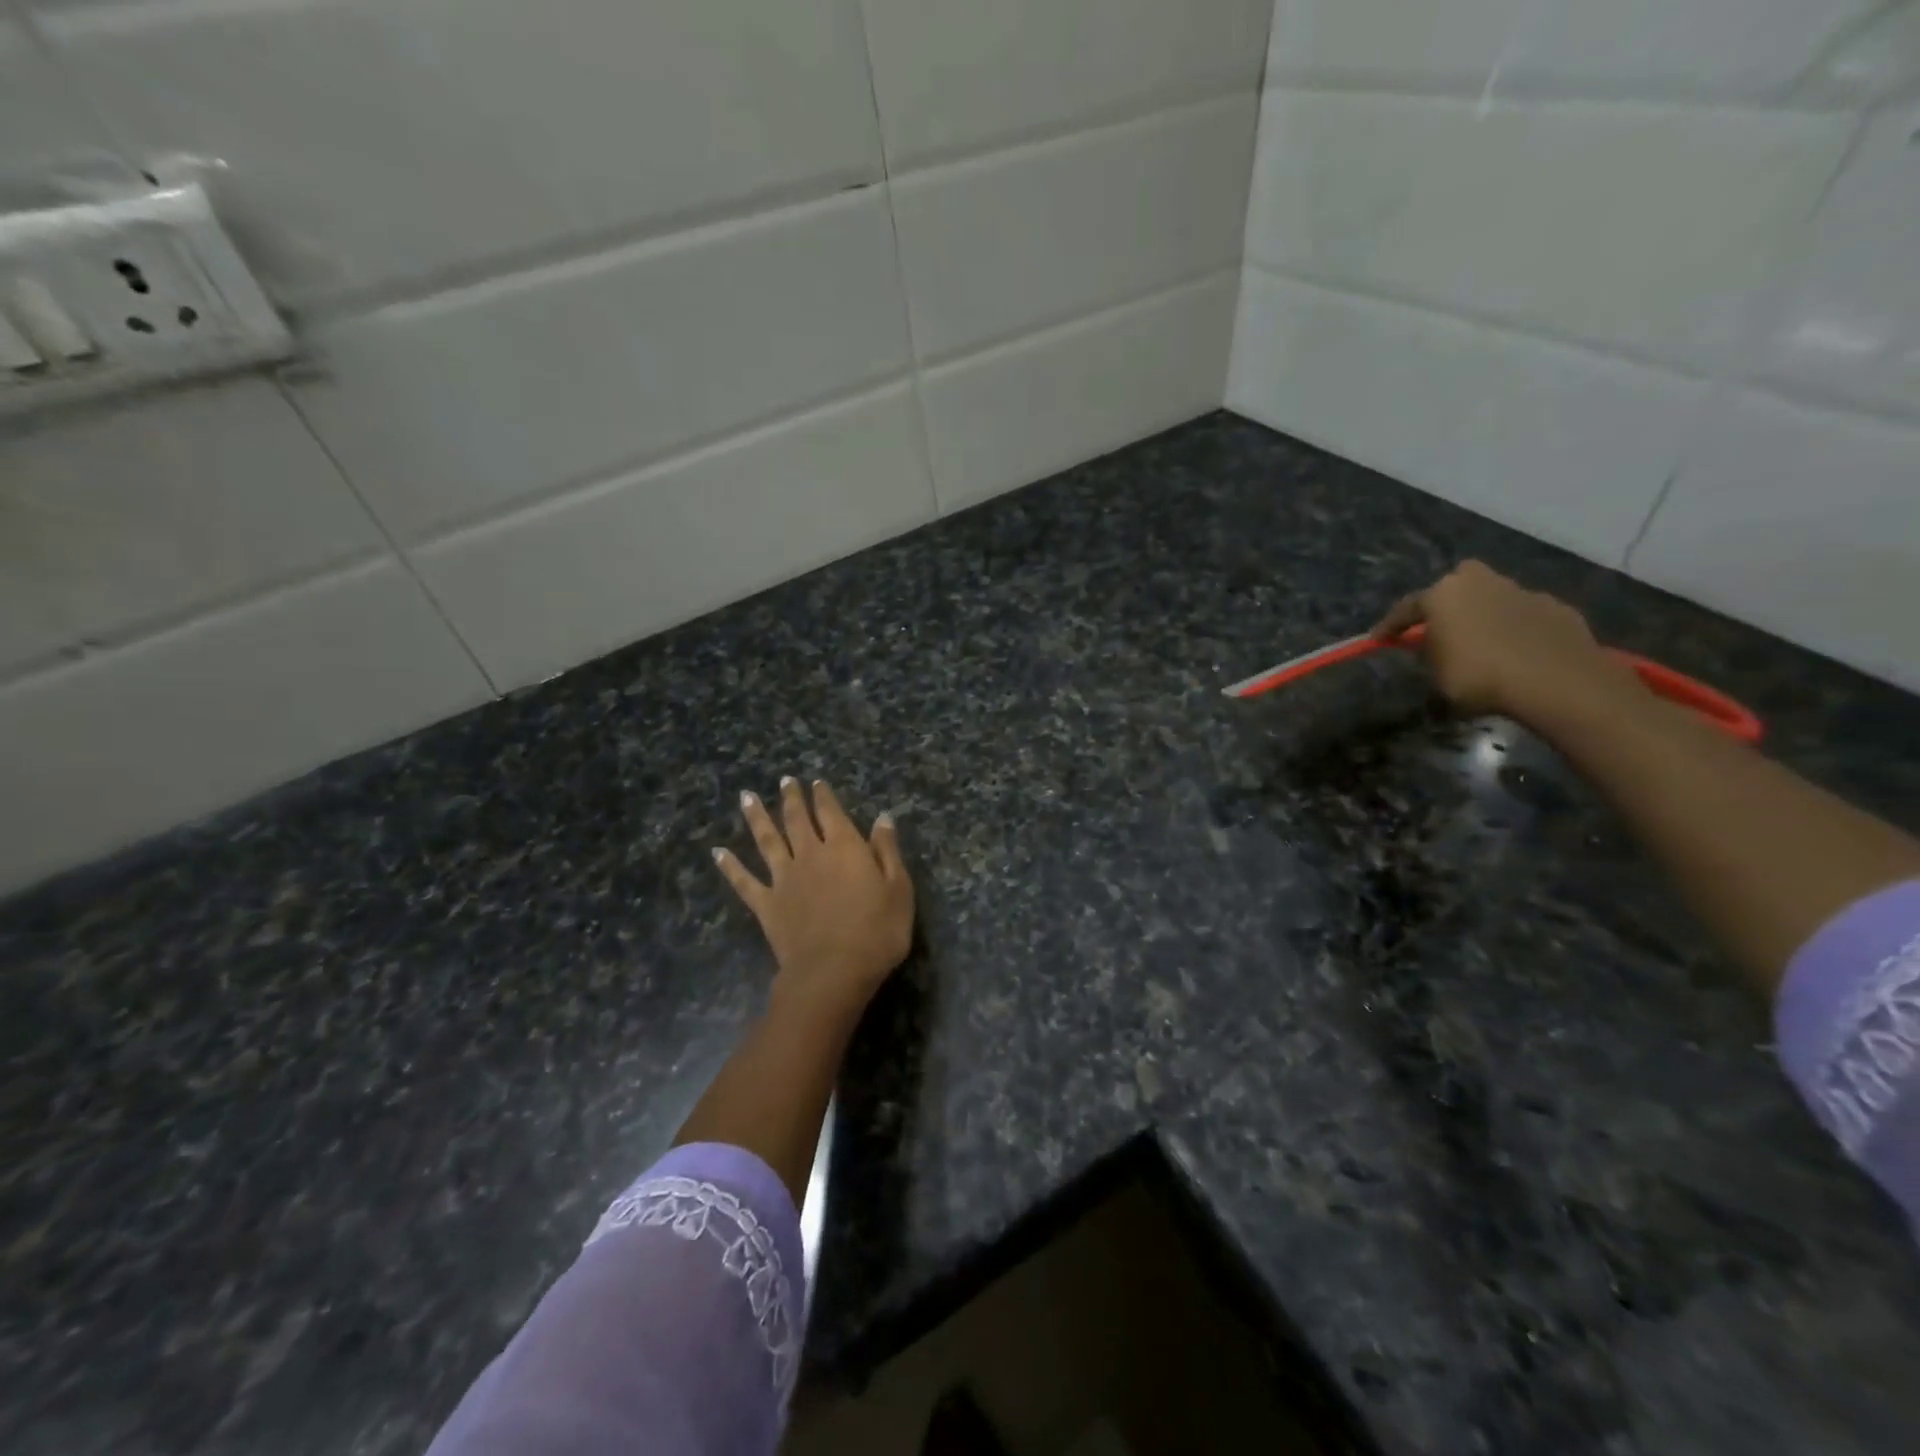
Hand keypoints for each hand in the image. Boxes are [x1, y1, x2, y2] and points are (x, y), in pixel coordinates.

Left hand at [714, 777, 913, 1021]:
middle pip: (797, 819)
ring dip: (757, 817)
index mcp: (844, 847)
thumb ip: (887, 851)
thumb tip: (882, 818)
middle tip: (785, 781)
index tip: (816, 782)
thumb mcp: (899, 889)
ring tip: (746, 797)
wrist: (833, 972)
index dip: (823, 796)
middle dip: (791, 798)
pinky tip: (717, 852)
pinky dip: (730, 866)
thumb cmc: (876, 931)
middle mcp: (810, 854)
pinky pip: (744, 881)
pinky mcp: (766, 904)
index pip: (831, 812)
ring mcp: (783, 879)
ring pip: (767, 840)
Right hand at [1373, 560, 1642, 726]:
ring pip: (1495, 596)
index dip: (1390, 626)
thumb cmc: (1480, 675)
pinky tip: (1519, 651)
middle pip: (1457, 583)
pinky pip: (1525, 615)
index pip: (1406, 608)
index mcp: (1444, 594)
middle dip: (1448, 599)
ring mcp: (1523, 591)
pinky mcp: (1556, 607)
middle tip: (1444, 626)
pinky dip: (1518, 628)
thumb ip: (1430, 651)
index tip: (1379, 639)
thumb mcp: (1436, 672)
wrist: (1556, 681)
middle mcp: (1482, 582)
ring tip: (1485, 643)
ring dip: (1485, 614)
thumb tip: (1431, 644)